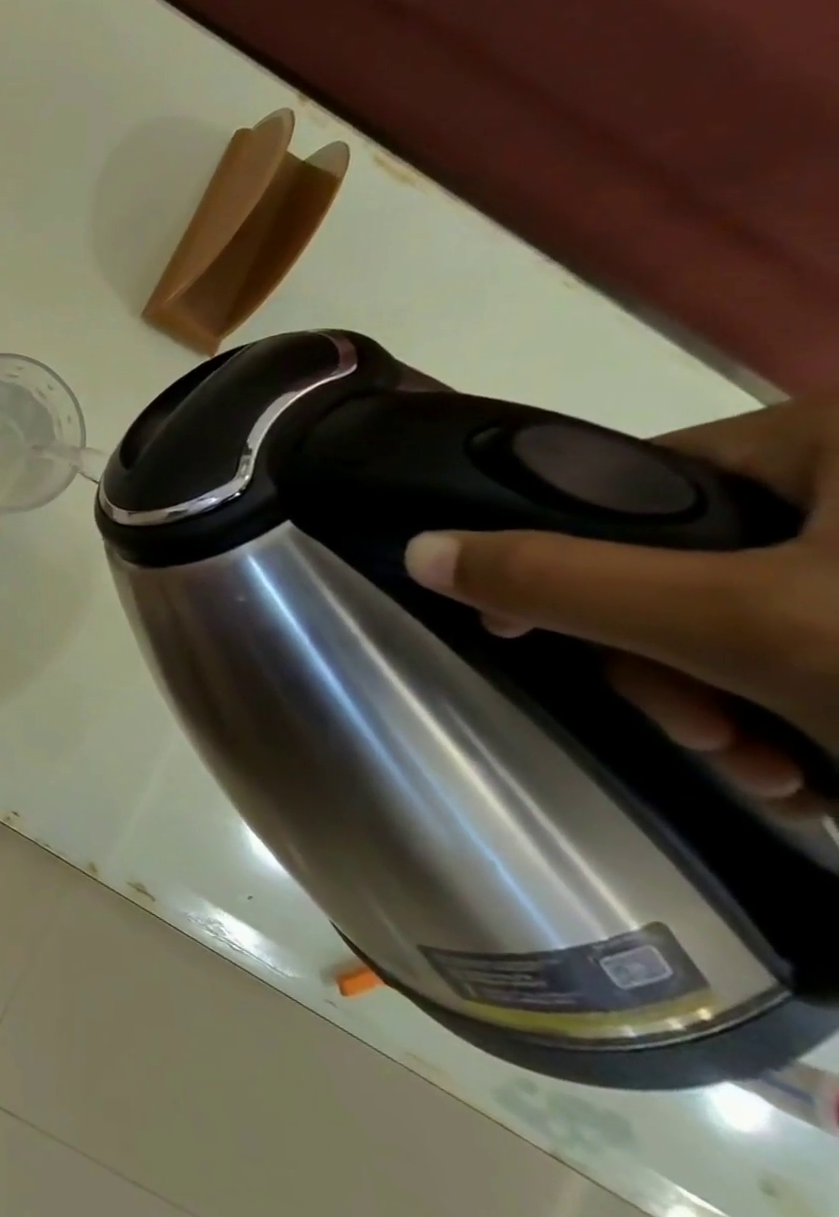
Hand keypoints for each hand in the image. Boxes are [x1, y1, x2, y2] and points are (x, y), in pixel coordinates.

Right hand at [403, 397, 838, 813]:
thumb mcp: (744, 625)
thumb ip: (564, 581)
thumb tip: (419, 549)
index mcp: (835, 442)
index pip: (635, 490)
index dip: (576, 566)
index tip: (552, 642)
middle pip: (691, 568)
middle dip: (673, 666)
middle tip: (705, 736)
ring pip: (749, 624)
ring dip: (730, 707)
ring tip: (776, 774)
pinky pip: (818, 656)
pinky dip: (802, 720)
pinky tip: (822, 774)